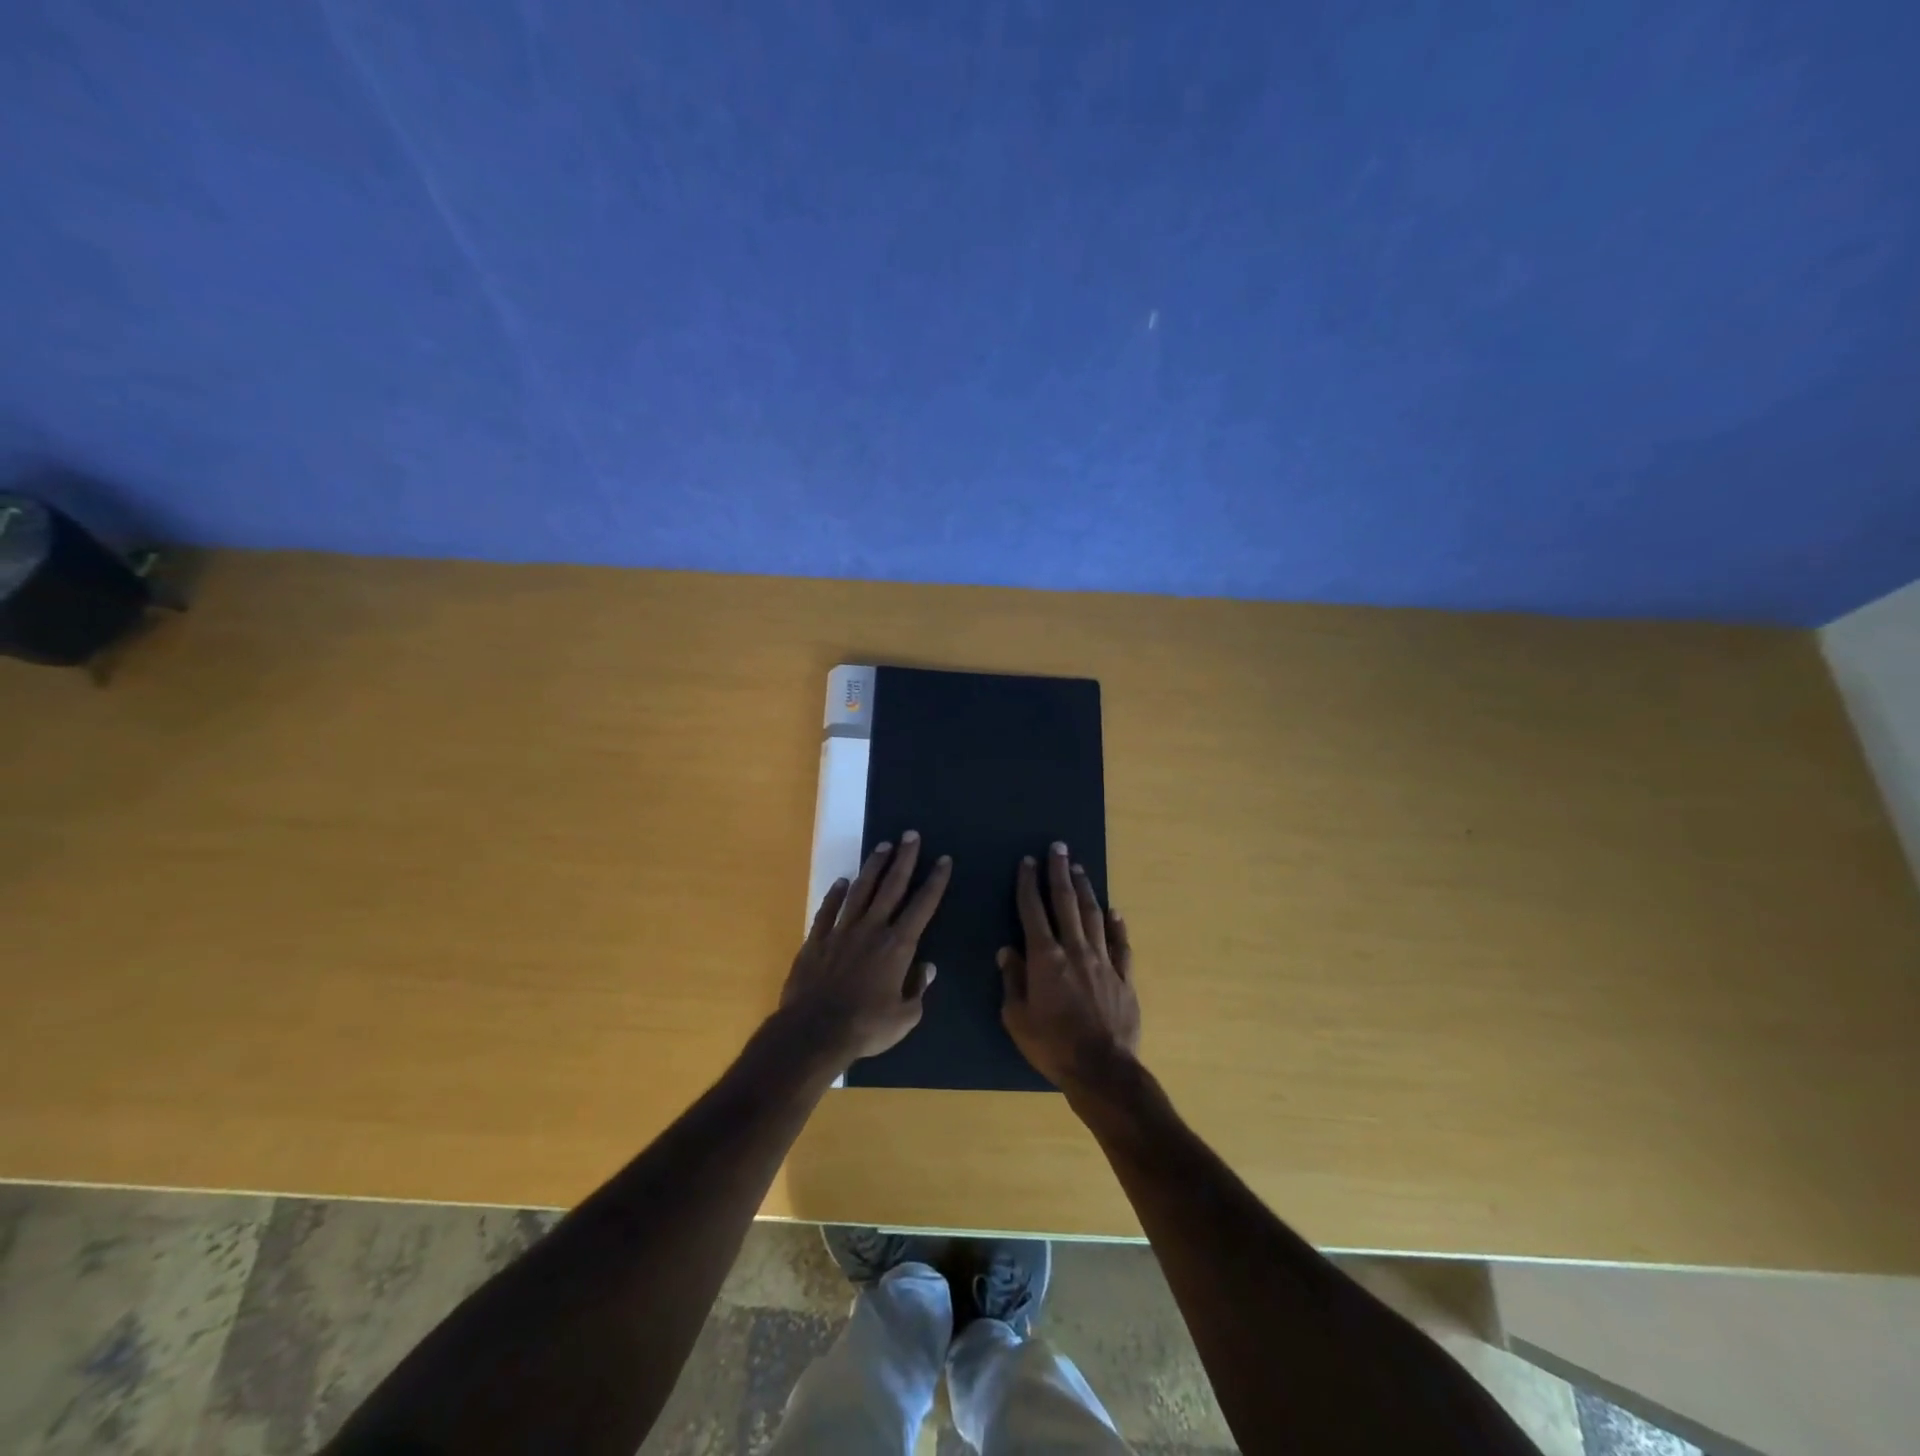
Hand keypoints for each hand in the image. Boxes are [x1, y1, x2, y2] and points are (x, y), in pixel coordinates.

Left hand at [781, 832, 951, 1066]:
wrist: (814, 1032)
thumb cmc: (865, 1027)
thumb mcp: (905, 1018)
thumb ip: (918, 991)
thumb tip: (927, 968)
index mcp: (897, 946)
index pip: (922, 906)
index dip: (935, 881)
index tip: (943, 859)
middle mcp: (871, 929)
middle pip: (891, 886)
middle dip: (904, 859)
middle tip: (911, 835)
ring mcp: (841, 931)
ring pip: (861, 891)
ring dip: (873, 867)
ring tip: (882, 846)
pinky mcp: (816, 940)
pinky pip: (828, 910)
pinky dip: (835, 894)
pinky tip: (841, 881)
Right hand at [999, 842, 1140, 1094]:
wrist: (1103, 1070)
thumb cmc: (1052, 1046)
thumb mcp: (1017, 1018)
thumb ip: (1012, 981)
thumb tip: (1006, 951)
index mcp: (1045, 958)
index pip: (1033, 911)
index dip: (1028, 884)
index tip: (1027, 861)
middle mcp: (1075, 950)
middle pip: (1066, 903)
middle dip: (1059, 872)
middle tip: (1058, 847)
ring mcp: (1103, 961)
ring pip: (1093, 916)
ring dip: (1085, 889)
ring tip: (1080, 868)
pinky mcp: (1124, 977)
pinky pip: (1121, 944)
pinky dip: (1117, 925)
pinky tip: (1114, 911)